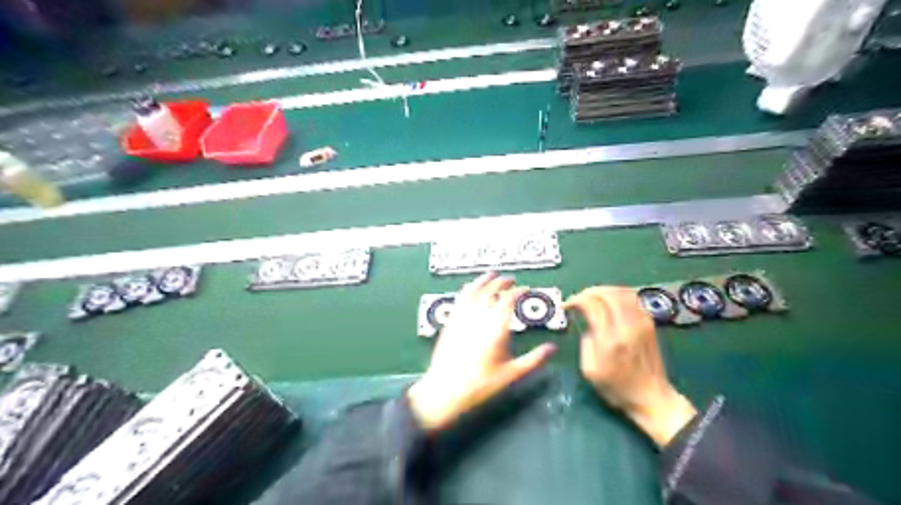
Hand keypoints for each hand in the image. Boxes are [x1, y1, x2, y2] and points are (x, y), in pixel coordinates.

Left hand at [409, 274, 556, 431]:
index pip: (509, 299)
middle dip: (502, 281)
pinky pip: (460, 298)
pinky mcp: (450, 322)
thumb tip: (553, 348)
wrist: (446, 390)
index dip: (519, 291)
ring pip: (473, 290)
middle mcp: (479, 316)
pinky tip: (470, 289)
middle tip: (511, 279)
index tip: (526, 289)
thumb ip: (534, 360)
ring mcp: (462, 317)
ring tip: (491, 274)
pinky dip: (468, 289)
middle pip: (491, 289)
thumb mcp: (512, 374)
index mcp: (496, 326)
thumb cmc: (482, 384)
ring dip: (484, 280)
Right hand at [566, 285, 698, 446]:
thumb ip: (585, 343)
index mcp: (610, 340)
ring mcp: (642, 323)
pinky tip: (609, 300)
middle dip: (588, 291)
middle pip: (607, 294)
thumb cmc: (617, 389)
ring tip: (591, 296)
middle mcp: (627, 327)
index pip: (593, 305)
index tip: (567, 305)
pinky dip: (618, 294)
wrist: (652, 398)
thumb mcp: (590, 371)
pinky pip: (633, 299)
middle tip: (577, 298)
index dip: (577, 299)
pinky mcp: (649, 324)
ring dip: (603, 290)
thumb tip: (588, 324)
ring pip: (622, 292)